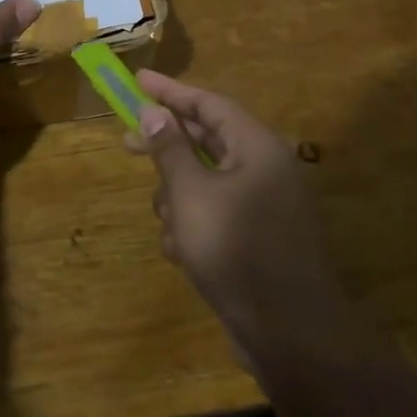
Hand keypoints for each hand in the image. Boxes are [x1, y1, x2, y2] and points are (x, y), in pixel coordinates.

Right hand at [125, 71, 364, 377]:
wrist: (291, 335)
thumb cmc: (237, 250)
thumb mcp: (191, 194)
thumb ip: (170, 149)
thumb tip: (154, 110)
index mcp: (256, 147)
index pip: (209, 103)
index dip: (170, 91)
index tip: (137, 80)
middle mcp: (265, 168)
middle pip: (206, 140)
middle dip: (165, 148)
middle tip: (126, 142)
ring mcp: (264, 206)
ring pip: (206, 182)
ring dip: (178, 197)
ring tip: (167, 221)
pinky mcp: (259, 239)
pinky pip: (217, 214)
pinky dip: (195, 225)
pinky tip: (182, 253)